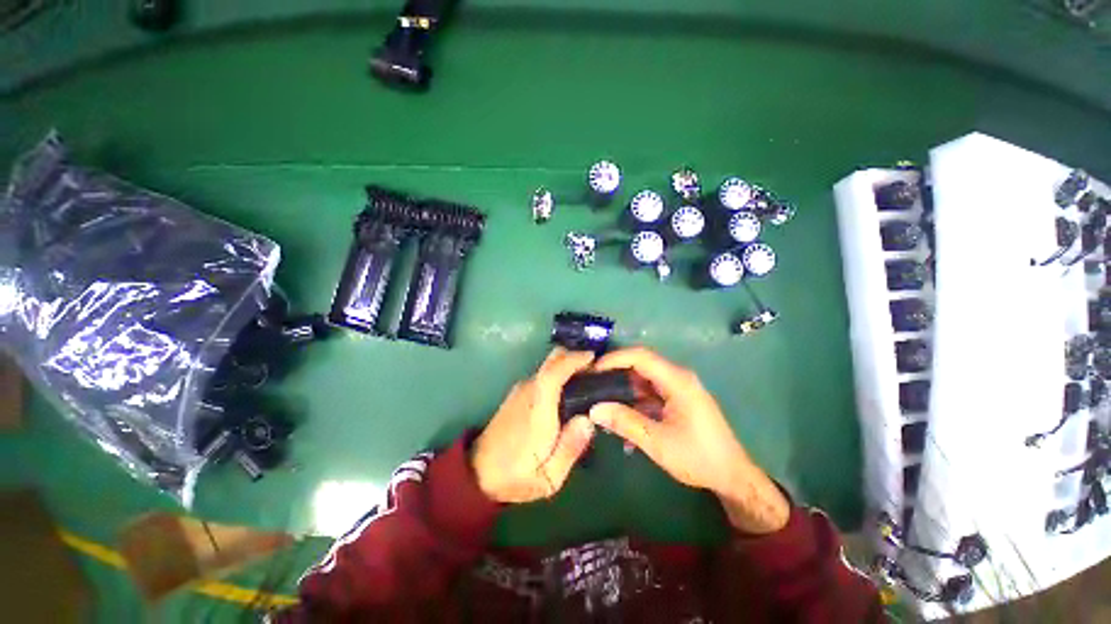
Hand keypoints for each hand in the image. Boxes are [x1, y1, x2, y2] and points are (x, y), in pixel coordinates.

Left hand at [472, 348, 597, 503]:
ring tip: (586, 379)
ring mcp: (520, 391)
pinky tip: (567, 390)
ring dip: (566, 364)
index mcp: (537, 410)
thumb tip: (588, 420)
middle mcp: (528, 392)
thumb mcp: (549, 477)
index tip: (592, 357)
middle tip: (594, 369)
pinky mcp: (517, 394)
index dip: (573, 360)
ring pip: (546, 366)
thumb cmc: (516, 476)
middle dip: (573, 356)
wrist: (477, 474)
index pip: (553, 373)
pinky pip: (542, 375)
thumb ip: (570, 448)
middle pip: (550, 360)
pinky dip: (557, 373)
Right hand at [589, 348, 789, 533]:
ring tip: (602, 402)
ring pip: (643, 379)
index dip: (614, 359)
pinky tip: (621, 420)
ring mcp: (677, 388)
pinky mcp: (676, 400)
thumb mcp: (658, 442)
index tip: (593, 370)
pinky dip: (634, 401)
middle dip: (615, 373)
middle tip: (592, 385)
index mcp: (677, 380)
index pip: (640, 356)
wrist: (732, 476)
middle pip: (640, 365)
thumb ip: (625, 422)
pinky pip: (649, 392)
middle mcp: (677, 377)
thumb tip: (594, 409)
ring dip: (623, 389)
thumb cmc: (699, 457)